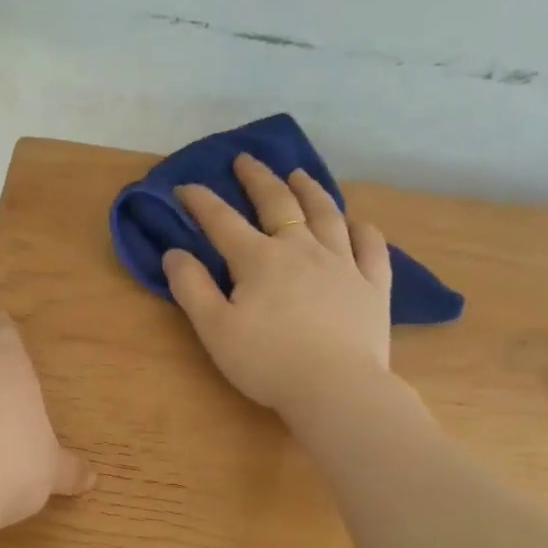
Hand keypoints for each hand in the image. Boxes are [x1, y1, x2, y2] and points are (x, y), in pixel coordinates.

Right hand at [164, 154, 397, 420]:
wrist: (335, 388)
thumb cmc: (267, 362)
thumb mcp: (215, 329)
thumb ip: (191, 288)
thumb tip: (174, 253)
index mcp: (259, 259)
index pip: (222, 221)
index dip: (200, 201)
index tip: (184, 187)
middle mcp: (301, 249)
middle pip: (278, 203)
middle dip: (258, 179)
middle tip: (246, 160)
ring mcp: (342, 263)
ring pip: (326, 214)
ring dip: (310, 190)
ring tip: (299, 175)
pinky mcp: (372, 285)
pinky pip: (370, 246)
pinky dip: (361, 229)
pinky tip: (356, 223)